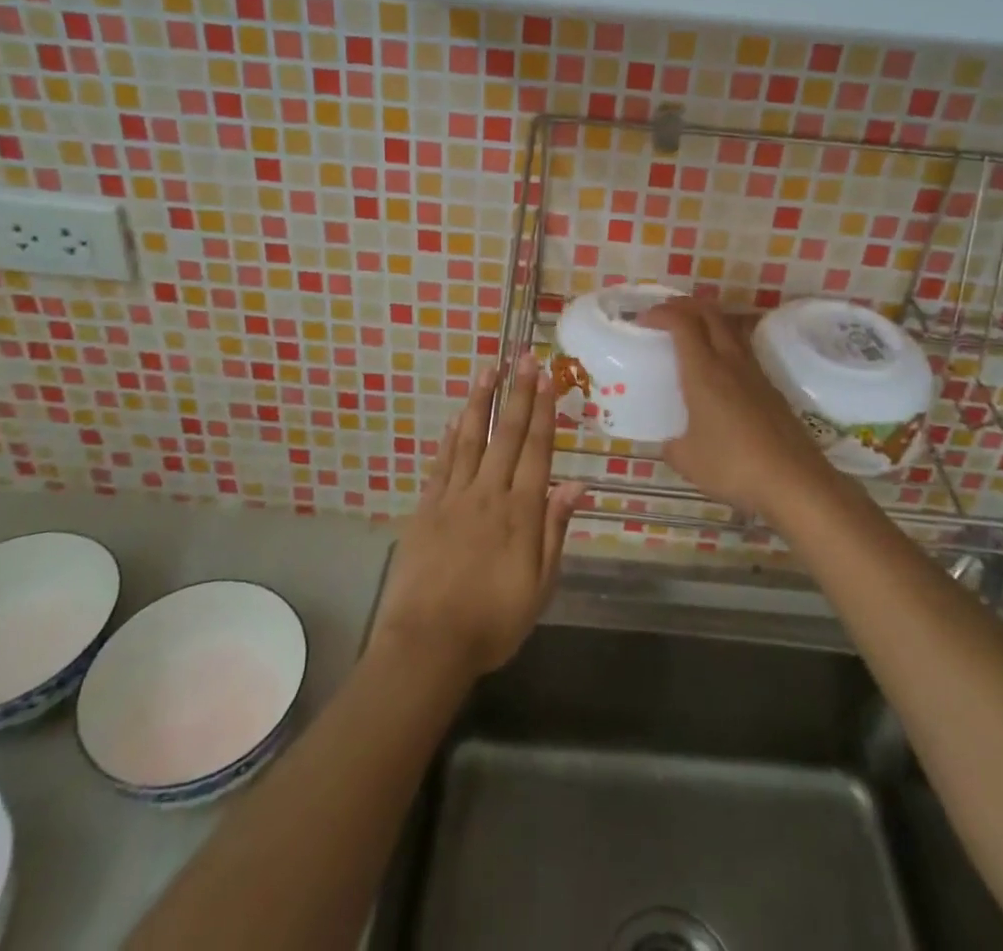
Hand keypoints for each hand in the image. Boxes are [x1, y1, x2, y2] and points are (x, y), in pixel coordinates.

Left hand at [369, 351, 584, 683]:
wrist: (428, 644)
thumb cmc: (493, 622)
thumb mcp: (540, 587)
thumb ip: (555, 532)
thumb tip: (576, 486)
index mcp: (520, 512)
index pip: (536, 450)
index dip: (543, 412)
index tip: (547, 378)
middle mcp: (488, 493)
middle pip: (505, 435)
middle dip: (517, 394)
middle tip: (524, 358)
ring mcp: (453, 498)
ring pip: (469, 439)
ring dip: (480, 402)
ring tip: (488, 370)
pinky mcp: (426, 509)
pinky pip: (441, 464)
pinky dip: (449, 439)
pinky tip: (455, 419)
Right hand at [644, 296, 835, 518]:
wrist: (794, 482)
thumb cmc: (733, 465)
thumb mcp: (687, 460)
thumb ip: (672, 446)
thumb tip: (671, 443)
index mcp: (703, 372)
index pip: (682, 323)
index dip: (661, 313)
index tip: (643, 320)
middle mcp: (730, 362)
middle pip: (710, 314)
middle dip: (685, 306)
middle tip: (666, 315)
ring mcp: (755, 374)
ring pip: (731, 329)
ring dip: (709, 321)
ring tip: (692, 334)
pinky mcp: (772, 389)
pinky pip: (744, 352)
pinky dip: (726, 346)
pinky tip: (720, 371)